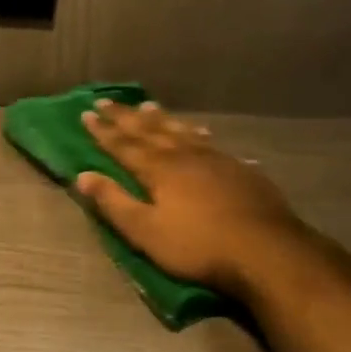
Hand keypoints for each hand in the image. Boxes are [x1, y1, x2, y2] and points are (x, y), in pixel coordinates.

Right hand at [76, 99, 309, 296]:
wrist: (267, 251)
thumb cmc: (198, 246)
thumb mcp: (146, 231)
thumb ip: (114, 202)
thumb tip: (83, 176)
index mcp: (158, 169)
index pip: (123, 145)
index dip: (103, 130)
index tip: (86, 113)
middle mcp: (184, 156)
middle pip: (149, 130)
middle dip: (125, 116)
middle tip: (106, 100)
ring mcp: (216, 160)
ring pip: (182, 131)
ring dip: (162, 119)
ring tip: (149, 105)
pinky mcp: (241, 171)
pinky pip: (212, 144)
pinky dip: (199, 134)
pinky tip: (203, 133)